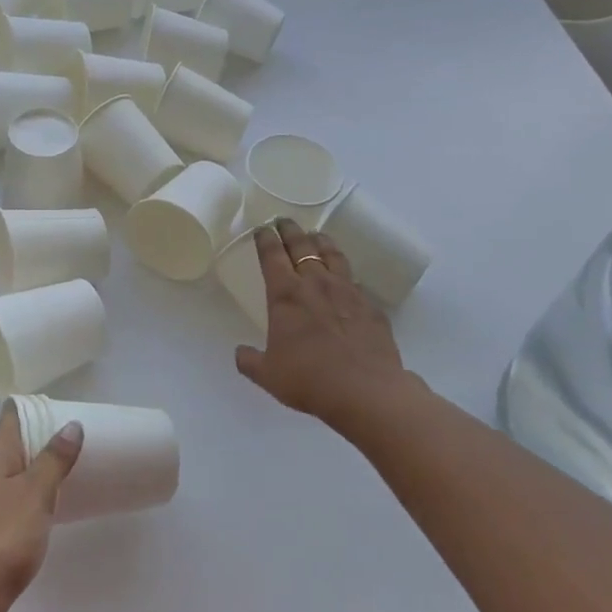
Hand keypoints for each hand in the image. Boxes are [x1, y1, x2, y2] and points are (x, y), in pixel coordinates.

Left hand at [0, 406, 82, 611]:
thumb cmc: (3, 538)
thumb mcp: (36, 493)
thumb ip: (54, 458)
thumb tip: (71, 425)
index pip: (12, 416)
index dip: (38, 410)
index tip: (68, 414)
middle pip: (13, 444)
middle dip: (43, 441)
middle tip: (79, 444)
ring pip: (12, 475)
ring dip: (37, 472)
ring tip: (70, 474)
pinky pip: (9, 502)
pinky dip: (29, 499)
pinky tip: (48, 511)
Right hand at [235, 219, 411, 431]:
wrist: (366, 391)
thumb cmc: (309, 379)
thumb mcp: (268, 375)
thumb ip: (250, 361)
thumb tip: (240, 353)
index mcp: (286, 295)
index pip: (272, 255)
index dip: (265, 239)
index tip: (262, 228)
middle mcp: (316, 284)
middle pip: (302, 246)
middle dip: (290, 230)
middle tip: (284, 221)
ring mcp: (348, 292)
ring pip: (333, 255)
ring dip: (321, 242)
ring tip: (316, 236)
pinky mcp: (371, 306)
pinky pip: (355, 281)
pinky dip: (345, 275)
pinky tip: (345, 280)